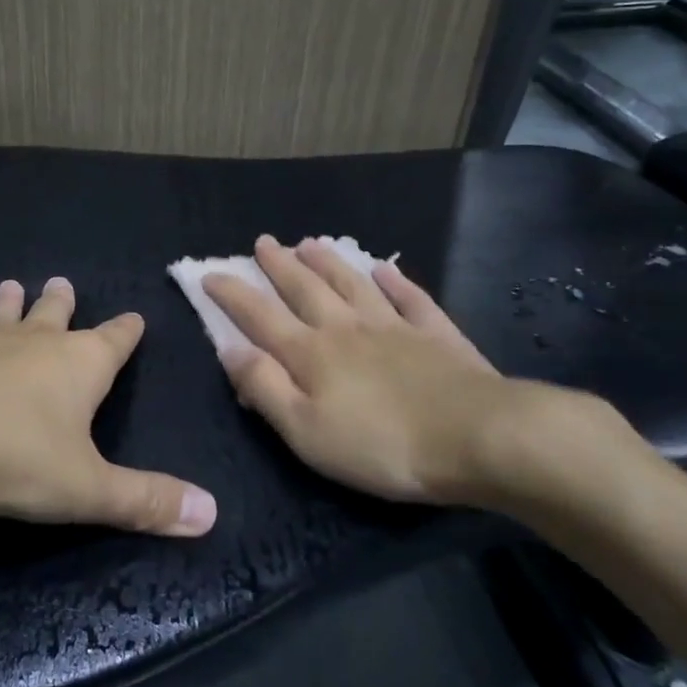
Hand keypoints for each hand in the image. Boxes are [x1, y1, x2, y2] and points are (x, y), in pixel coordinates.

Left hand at [0, 278, 216, 536]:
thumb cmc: (12, 456)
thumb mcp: (86, 488)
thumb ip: (146, 501)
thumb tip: (212, 512)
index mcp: (79, 365)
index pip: (115, 341)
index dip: (127, 331)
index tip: (136, 317)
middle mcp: (34, 344)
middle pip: (55, 314)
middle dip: (62, 302)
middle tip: (62, 281)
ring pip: (1, 316)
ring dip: (7, 304)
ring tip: (10, 285)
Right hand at [203, 236, 619, 507]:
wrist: (477, 437)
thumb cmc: (381, 444)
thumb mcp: (305, 430)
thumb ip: (264, 387)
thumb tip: (229, 348)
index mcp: (311, 353)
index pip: (259, 316)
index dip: (232, 294)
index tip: (210, 273)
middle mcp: (346, 328)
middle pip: (305, 289)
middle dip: (279, 266)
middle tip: (262, 242)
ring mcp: (394, 327)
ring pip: (352, 284)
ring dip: (328, 262)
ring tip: (310, 241)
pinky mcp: (436, 336)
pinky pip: (410, 298)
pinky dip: (396, 281)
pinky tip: (386, 268)